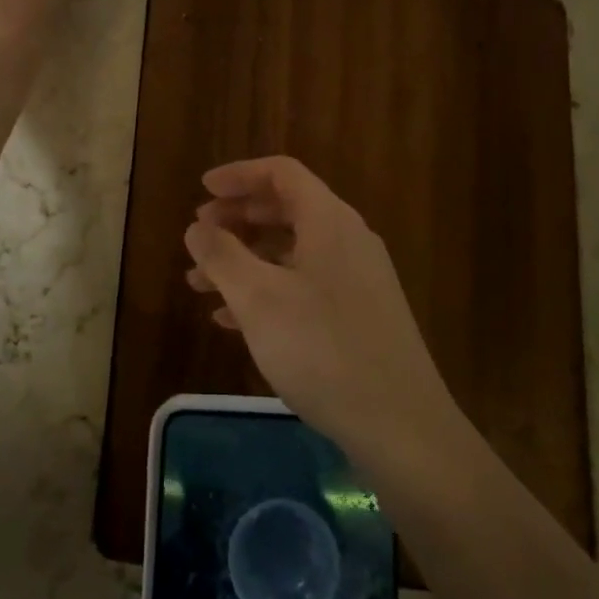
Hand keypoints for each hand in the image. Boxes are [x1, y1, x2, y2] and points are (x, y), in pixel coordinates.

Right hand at [183, 156, 456, 465]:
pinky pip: (305, 284)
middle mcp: (348, 239)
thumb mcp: (258, 298)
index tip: (202, 190)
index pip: (281, 173)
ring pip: (292, 251)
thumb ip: (222, 255)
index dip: (239, 175)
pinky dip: (267, 289)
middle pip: (286, 208)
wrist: (401, 425)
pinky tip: (234, 319)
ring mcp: (358, 279)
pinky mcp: (360, 315)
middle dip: (237, 218)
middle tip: (199, 235)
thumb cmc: (322, 349)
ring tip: (201, 284)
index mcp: (329, 220)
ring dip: (245, 258)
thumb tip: (197, 227)